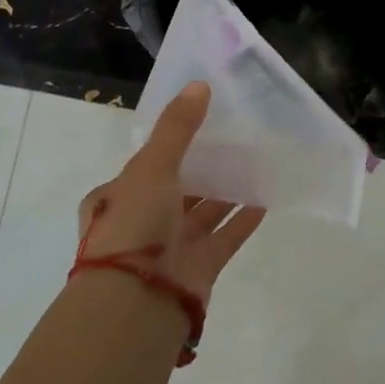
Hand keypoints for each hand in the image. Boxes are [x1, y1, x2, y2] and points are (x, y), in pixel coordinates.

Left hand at [74, 81, 265, 307]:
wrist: (138, 299)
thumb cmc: (134, 225)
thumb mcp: (151, 166)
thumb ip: (177, 128)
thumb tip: (200, 84)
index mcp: (118, 197)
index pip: (146, 165)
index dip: (171, 145)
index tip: (201, 123)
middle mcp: (143, 221)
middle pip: (178, 188)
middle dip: (203, 167)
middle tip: (236, 140)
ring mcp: (172, 246)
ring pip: (204, 211)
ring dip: (227, 191)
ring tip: (256, 163)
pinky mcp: (200, 266)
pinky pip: (226, 236)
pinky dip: (243, 219)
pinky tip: (266, 198)